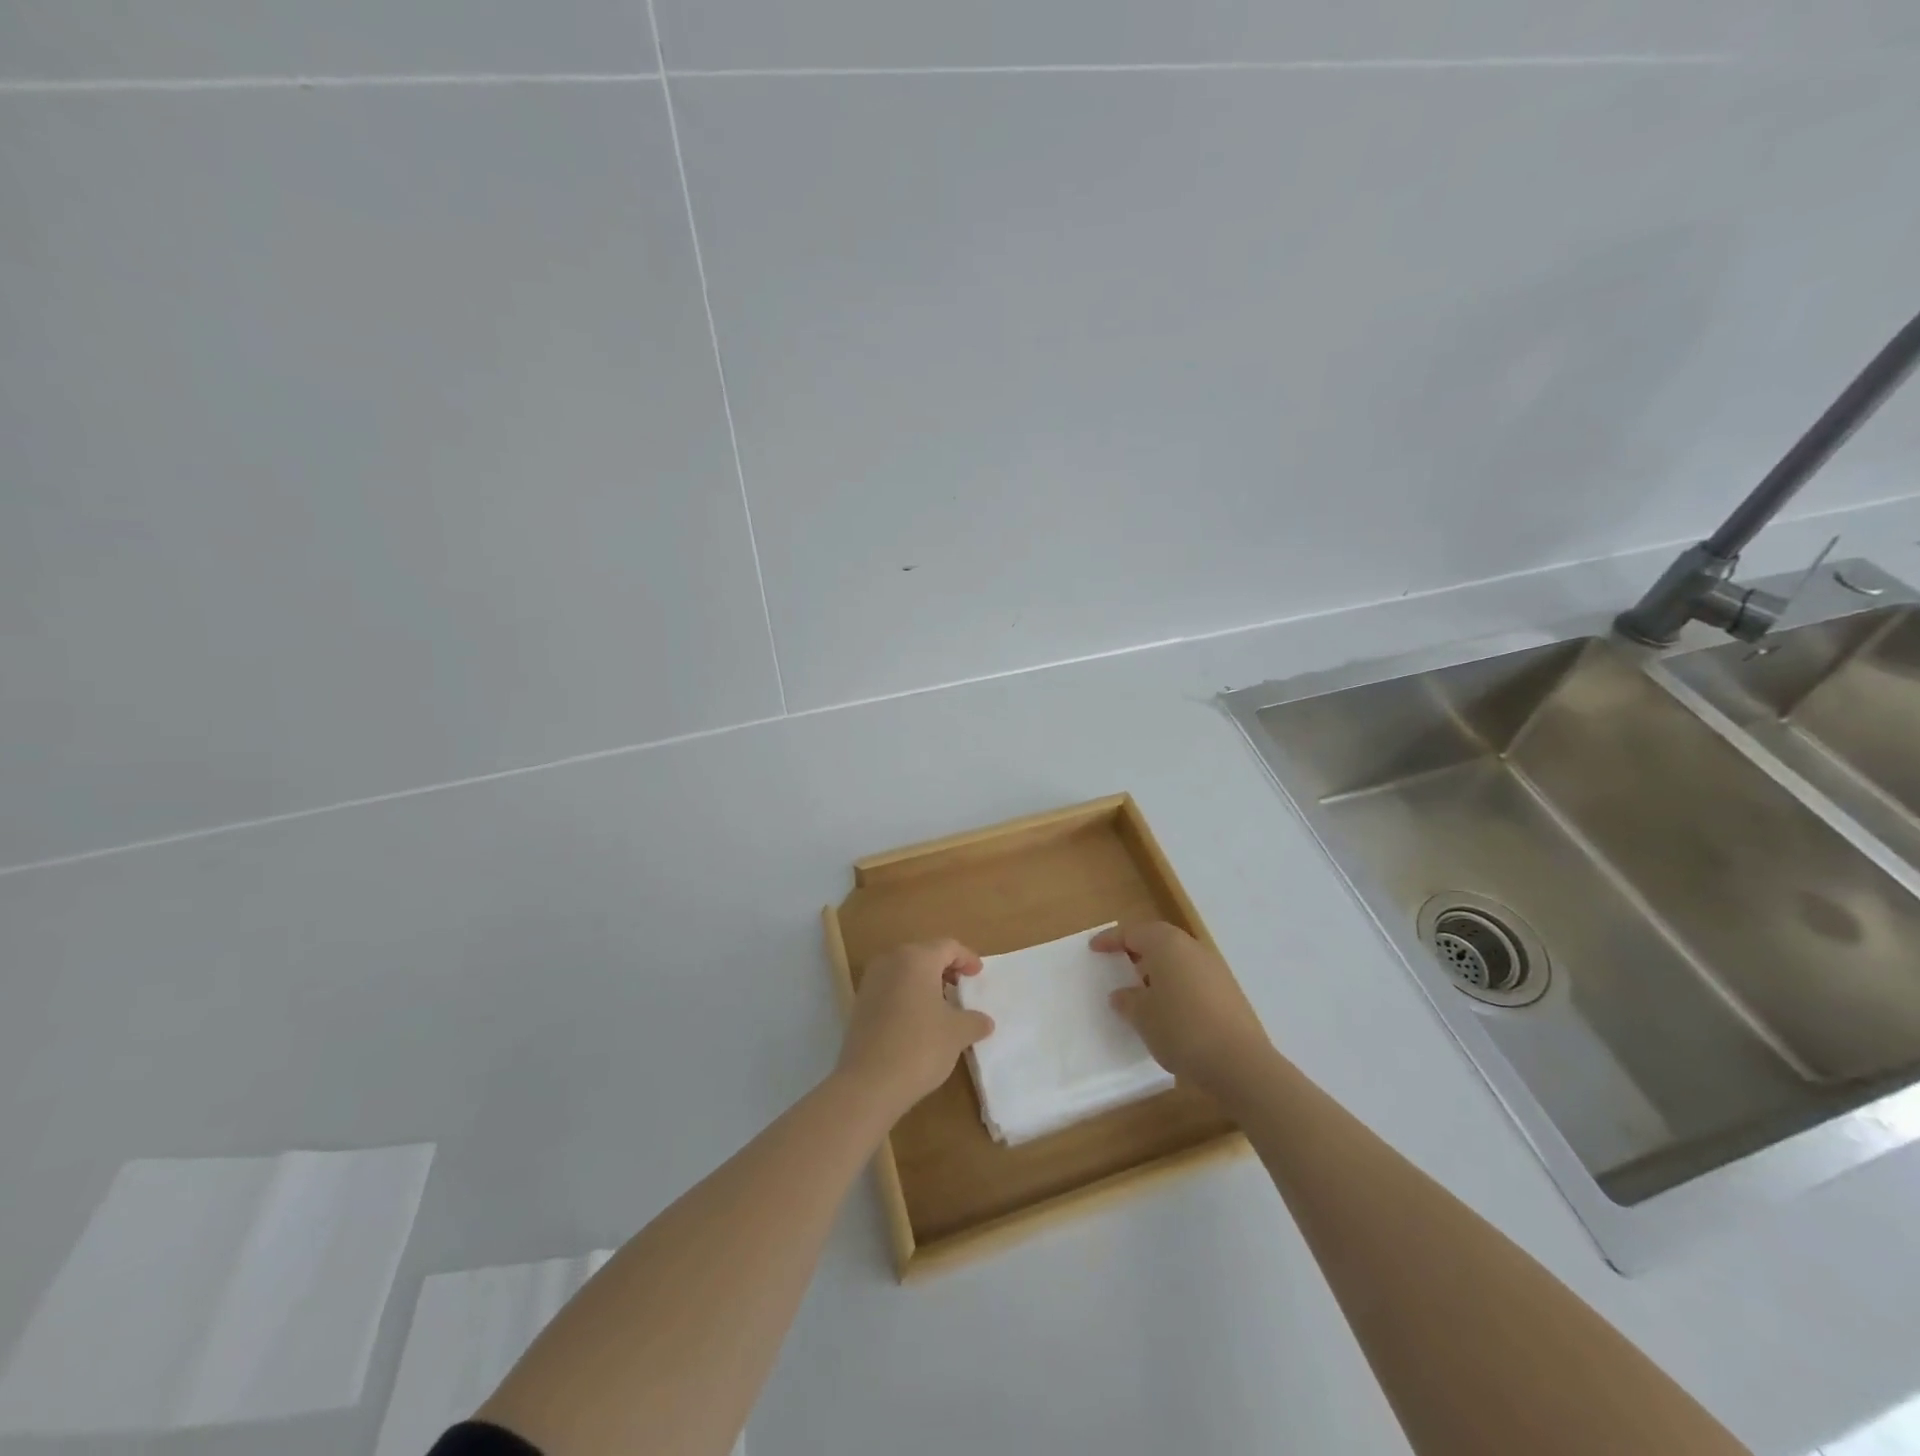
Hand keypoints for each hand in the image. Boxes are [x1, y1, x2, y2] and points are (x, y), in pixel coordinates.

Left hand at [837, 939, 994, 1114]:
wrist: (868, 1083)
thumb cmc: (920, 1047)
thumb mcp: (957, 1033)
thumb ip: (974, 1021)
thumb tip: (985, 1021)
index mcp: (916, 958)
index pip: (947, 947)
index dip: (967, 958)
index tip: (978, 975)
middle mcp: (890, 961)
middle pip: (924, 955)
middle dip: (945, 968)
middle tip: (962, 987)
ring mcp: (871, 981)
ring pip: (905, 971)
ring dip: (925, 982)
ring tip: (942, 1005)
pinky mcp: (860, 1003)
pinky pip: (890, 988)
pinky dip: (907, 995)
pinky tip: (918, 1020)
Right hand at [1093, 922, 1269, 1092]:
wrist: (1239, 1062)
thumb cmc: (1180, 1028)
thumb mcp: (1142, 1016)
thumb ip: (1127, 1001)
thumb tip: (1122, 994)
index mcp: (1167, 944)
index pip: (1132, 932)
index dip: (1111, 940)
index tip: (1094, 949)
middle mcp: (1192, 948)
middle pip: (1159, 942)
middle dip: (1137, 953)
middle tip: (1118, 967)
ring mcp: (1215, 970)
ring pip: (1178, 961)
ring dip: (1158, 972)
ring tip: (1142, 994)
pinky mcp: (1229, 993)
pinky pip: (1193, 980)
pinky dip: (1177, 988)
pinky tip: (1169, 1013)